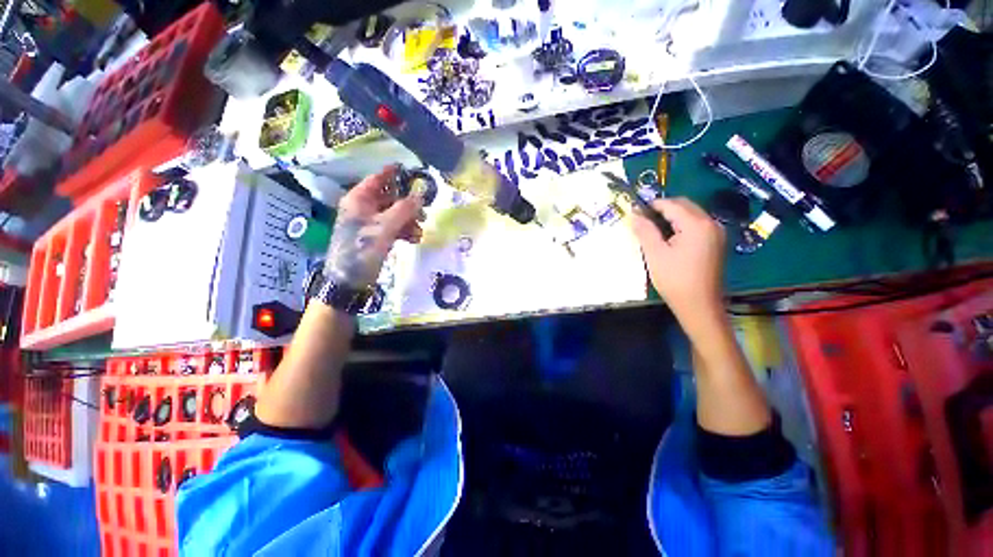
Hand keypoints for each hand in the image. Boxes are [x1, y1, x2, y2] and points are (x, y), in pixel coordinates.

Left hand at [325, 166, 423, 288]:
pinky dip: (404, 231)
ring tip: (419, 232)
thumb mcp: (385, 227)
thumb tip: (421, 194)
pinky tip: (413, 239)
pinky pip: (393, 228)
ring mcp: (369, 223)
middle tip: (424, 212)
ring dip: (409, 221)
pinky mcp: (375, 237)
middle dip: (408, 205)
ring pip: (394, 214)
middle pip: (390, 198)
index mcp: (359, 199)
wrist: (350, 280)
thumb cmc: (363, 249)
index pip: (377, 179)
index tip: (411, 170)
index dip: (393, 174)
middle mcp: (363, 208)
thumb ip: (404, 209)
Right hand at [631, 197, 725, 318]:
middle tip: (642, 220)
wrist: (699, 305)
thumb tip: (634, 214)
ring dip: (672, 216)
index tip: (634, 211)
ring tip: (652, 229)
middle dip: (662, 208)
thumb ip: (645, 230)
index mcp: (696, 224)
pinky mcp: (716, 243)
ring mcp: (716, 233)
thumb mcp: (655, 254)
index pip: (671, 204)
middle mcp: (711, 223)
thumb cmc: (675, 279)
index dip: (651, 205)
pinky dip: (681, 225)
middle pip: (684, 205)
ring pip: (691, 214)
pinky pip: (696, 225)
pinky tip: (668, 237)